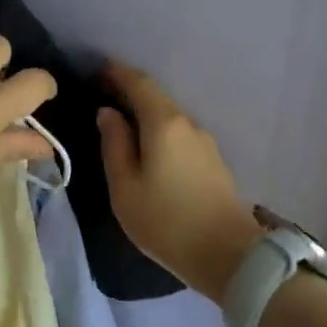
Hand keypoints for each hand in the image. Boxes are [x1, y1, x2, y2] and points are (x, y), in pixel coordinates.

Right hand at [95, 63, 262, 304]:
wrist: (229, 256)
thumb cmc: (166, 221)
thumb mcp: (125, 187)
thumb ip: (114, 144)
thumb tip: (108, 113)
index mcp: (164, 123)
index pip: (139, 83)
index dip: (117, 73)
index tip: (97, 70)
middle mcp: (187, 123)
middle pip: (156, 97)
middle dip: (130, 91)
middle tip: (104, 93)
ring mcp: (205, 142)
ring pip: (169, 115)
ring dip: (146, 112)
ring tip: (122, 121)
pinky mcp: (213, 160)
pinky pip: (179, 133)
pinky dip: (159, 129)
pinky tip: (148, 145)